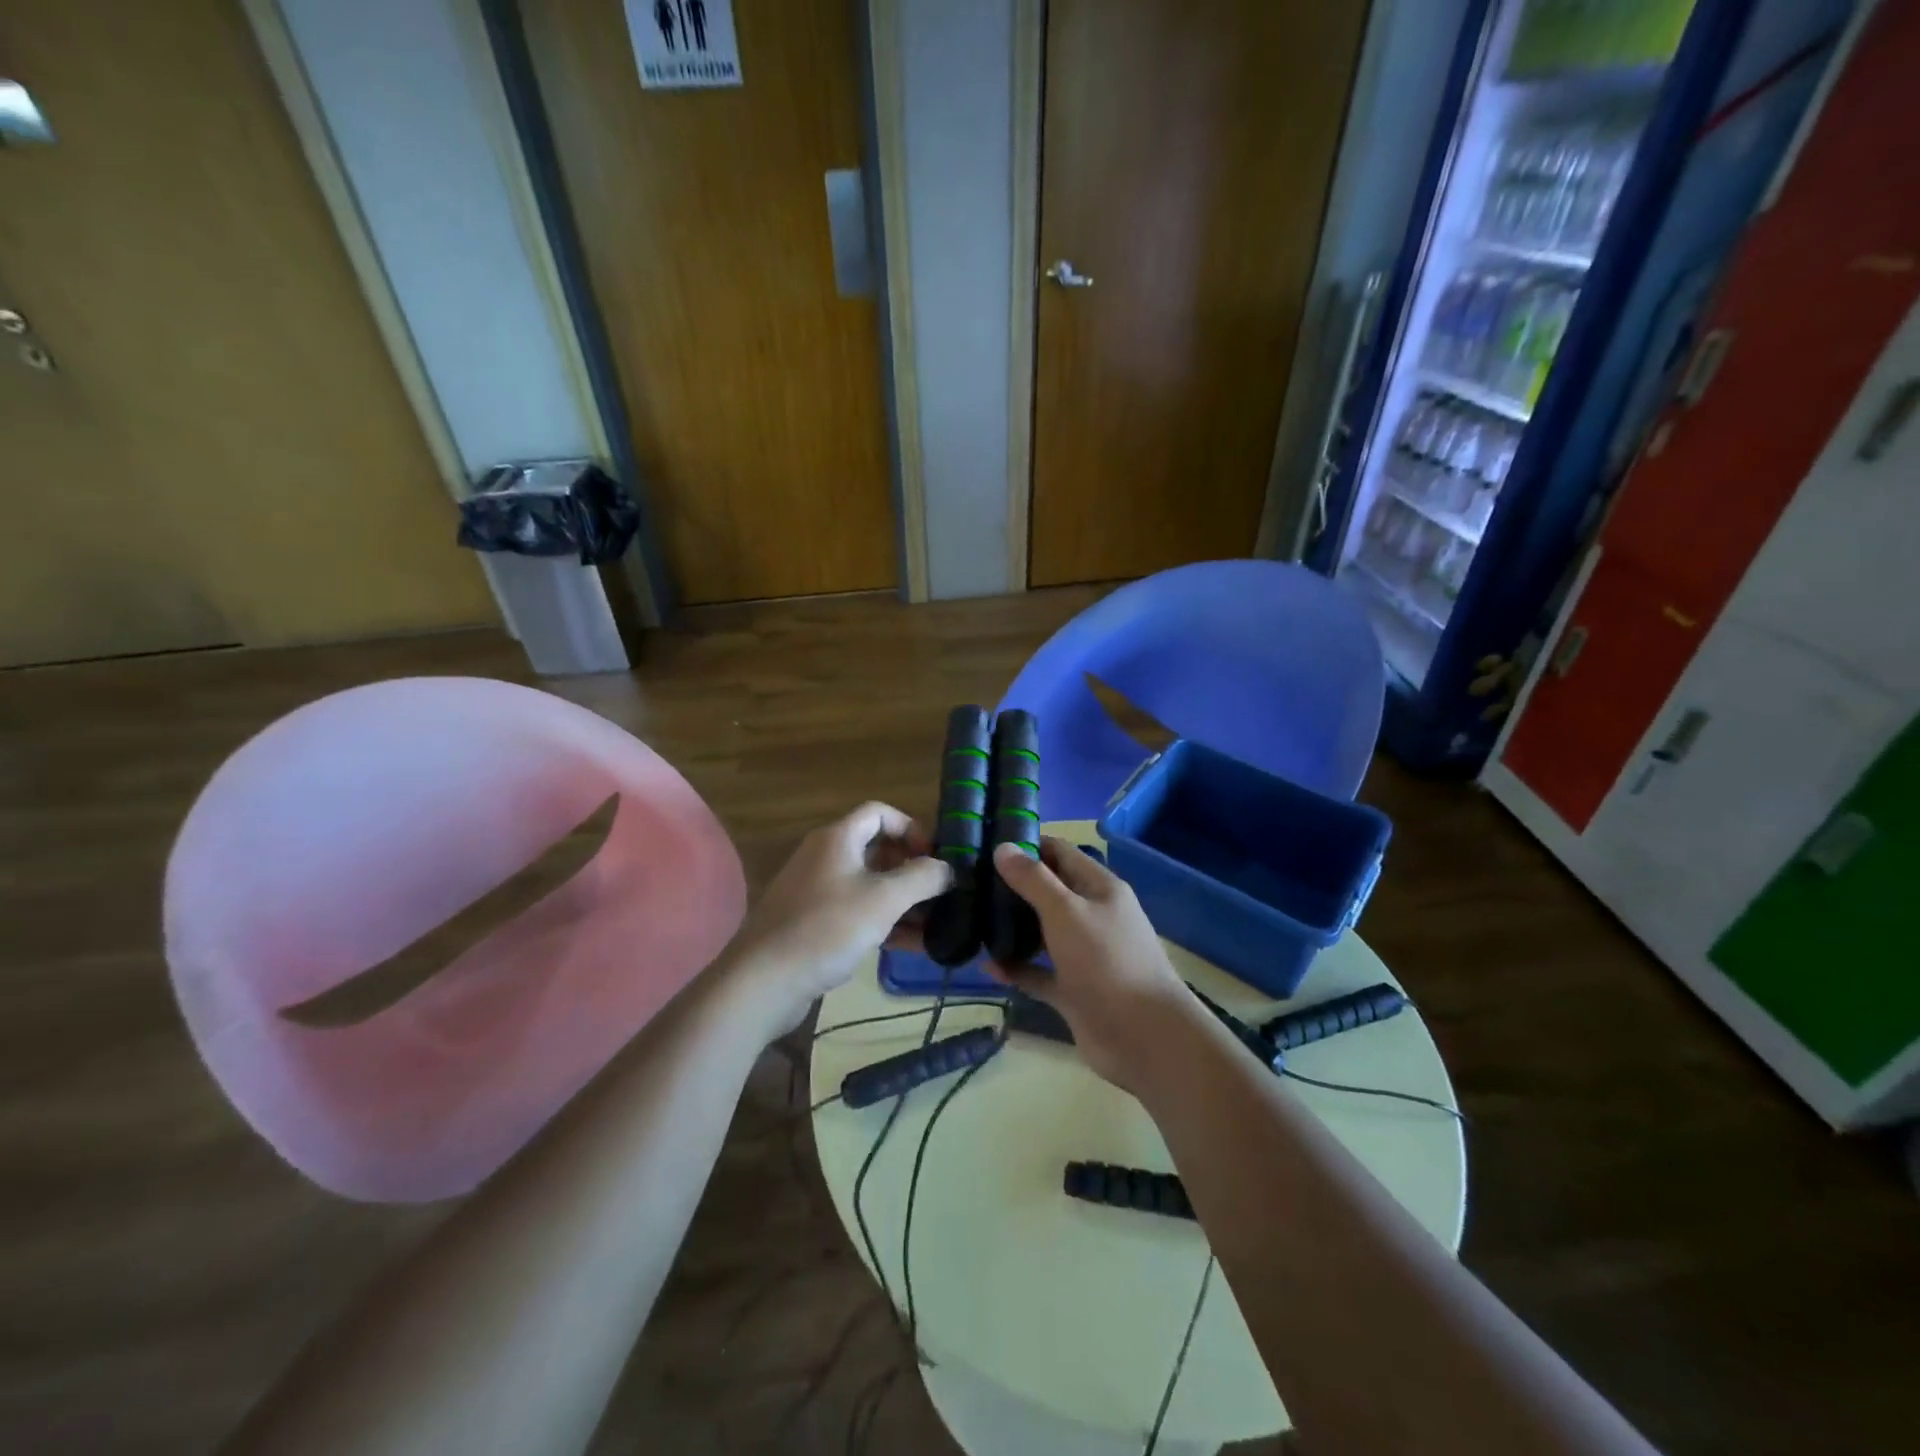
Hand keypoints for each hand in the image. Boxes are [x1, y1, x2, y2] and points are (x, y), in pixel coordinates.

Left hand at [721, 802, 950, 1036]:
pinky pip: (855, 910)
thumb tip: (948, 868)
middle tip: (939, 893)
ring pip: (868, 884)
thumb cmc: (827, 928)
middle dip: (911, 869)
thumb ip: (922, 878)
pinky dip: (882, 920)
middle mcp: (825, 856)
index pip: (879, 813)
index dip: (910, 828)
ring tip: (933, 924)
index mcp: (837, 839)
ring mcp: (816, 890)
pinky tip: (908, 945)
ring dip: (901, 900)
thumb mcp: (884, 900)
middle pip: (876, 849)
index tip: (933, 858)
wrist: (763, 980)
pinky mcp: (812, 922)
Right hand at [986, 836, 1192, 1091]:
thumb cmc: (1107, 961)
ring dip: (1013, 927)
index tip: (986, 842)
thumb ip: (1034, 880)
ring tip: (971, 917)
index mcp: (1099, 888)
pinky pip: (1039, 973)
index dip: (1027, 844)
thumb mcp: (1067, 911)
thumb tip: (1003, 847)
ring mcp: (1083, 955)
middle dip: (1013, 886)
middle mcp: (1092, 916)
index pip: (1060, 853)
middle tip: (970, 881)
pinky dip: (1016, 968)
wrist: (1144, 1037)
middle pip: (1049, 891)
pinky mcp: (1074, 990)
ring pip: (1042, 932)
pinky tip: (986, 964)